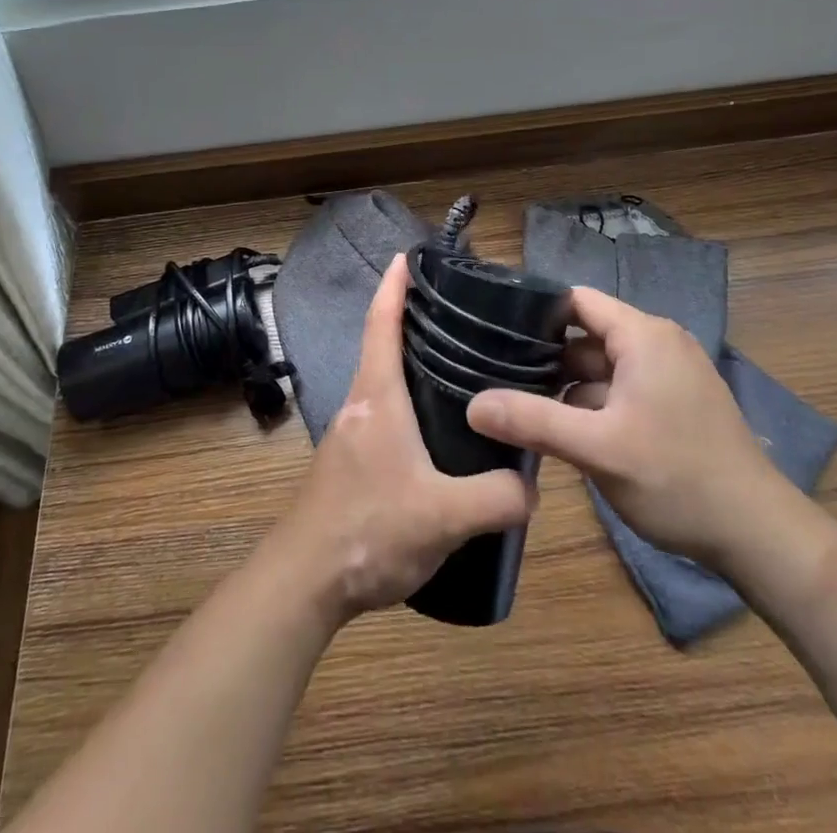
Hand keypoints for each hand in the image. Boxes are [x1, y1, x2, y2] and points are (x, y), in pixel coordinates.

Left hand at [264, 255, 536, 621]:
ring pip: (383, 381)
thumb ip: (497, 499)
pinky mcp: (351, 461)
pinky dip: (407, 400)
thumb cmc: (368, 530)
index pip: (382, 324)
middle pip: (383, 345)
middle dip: (412, 321)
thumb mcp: (444, 517)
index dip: (394, 286)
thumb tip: (531, 488)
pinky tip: (438, 430)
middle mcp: (360, 404)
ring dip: (410, 363)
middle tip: (459, 312)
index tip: (408, 256)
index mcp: (377, 397)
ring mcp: (351, 434)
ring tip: (459, 366)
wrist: (304, 580)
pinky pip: (383, 413)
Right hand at [466, 287, 781, 565]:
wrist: (759, 536)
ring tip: (521, 405)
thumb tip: (472, 406)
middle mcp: (659, 342)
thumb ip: (532, 421)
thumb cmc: (676, 478)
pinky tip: (565, 430)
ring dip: (569, 385)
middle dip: (546, 357)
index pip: (577, 300)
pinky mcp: (677, 402)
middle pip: (587, 334)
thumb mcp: (597, 449)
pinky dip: (594, 402)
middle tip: (497, 376)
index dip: (535, 314)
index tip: (494, 335)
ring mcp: (672, 373)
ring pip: (603, 365)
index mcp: (643, 335)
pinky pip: (623, 387)